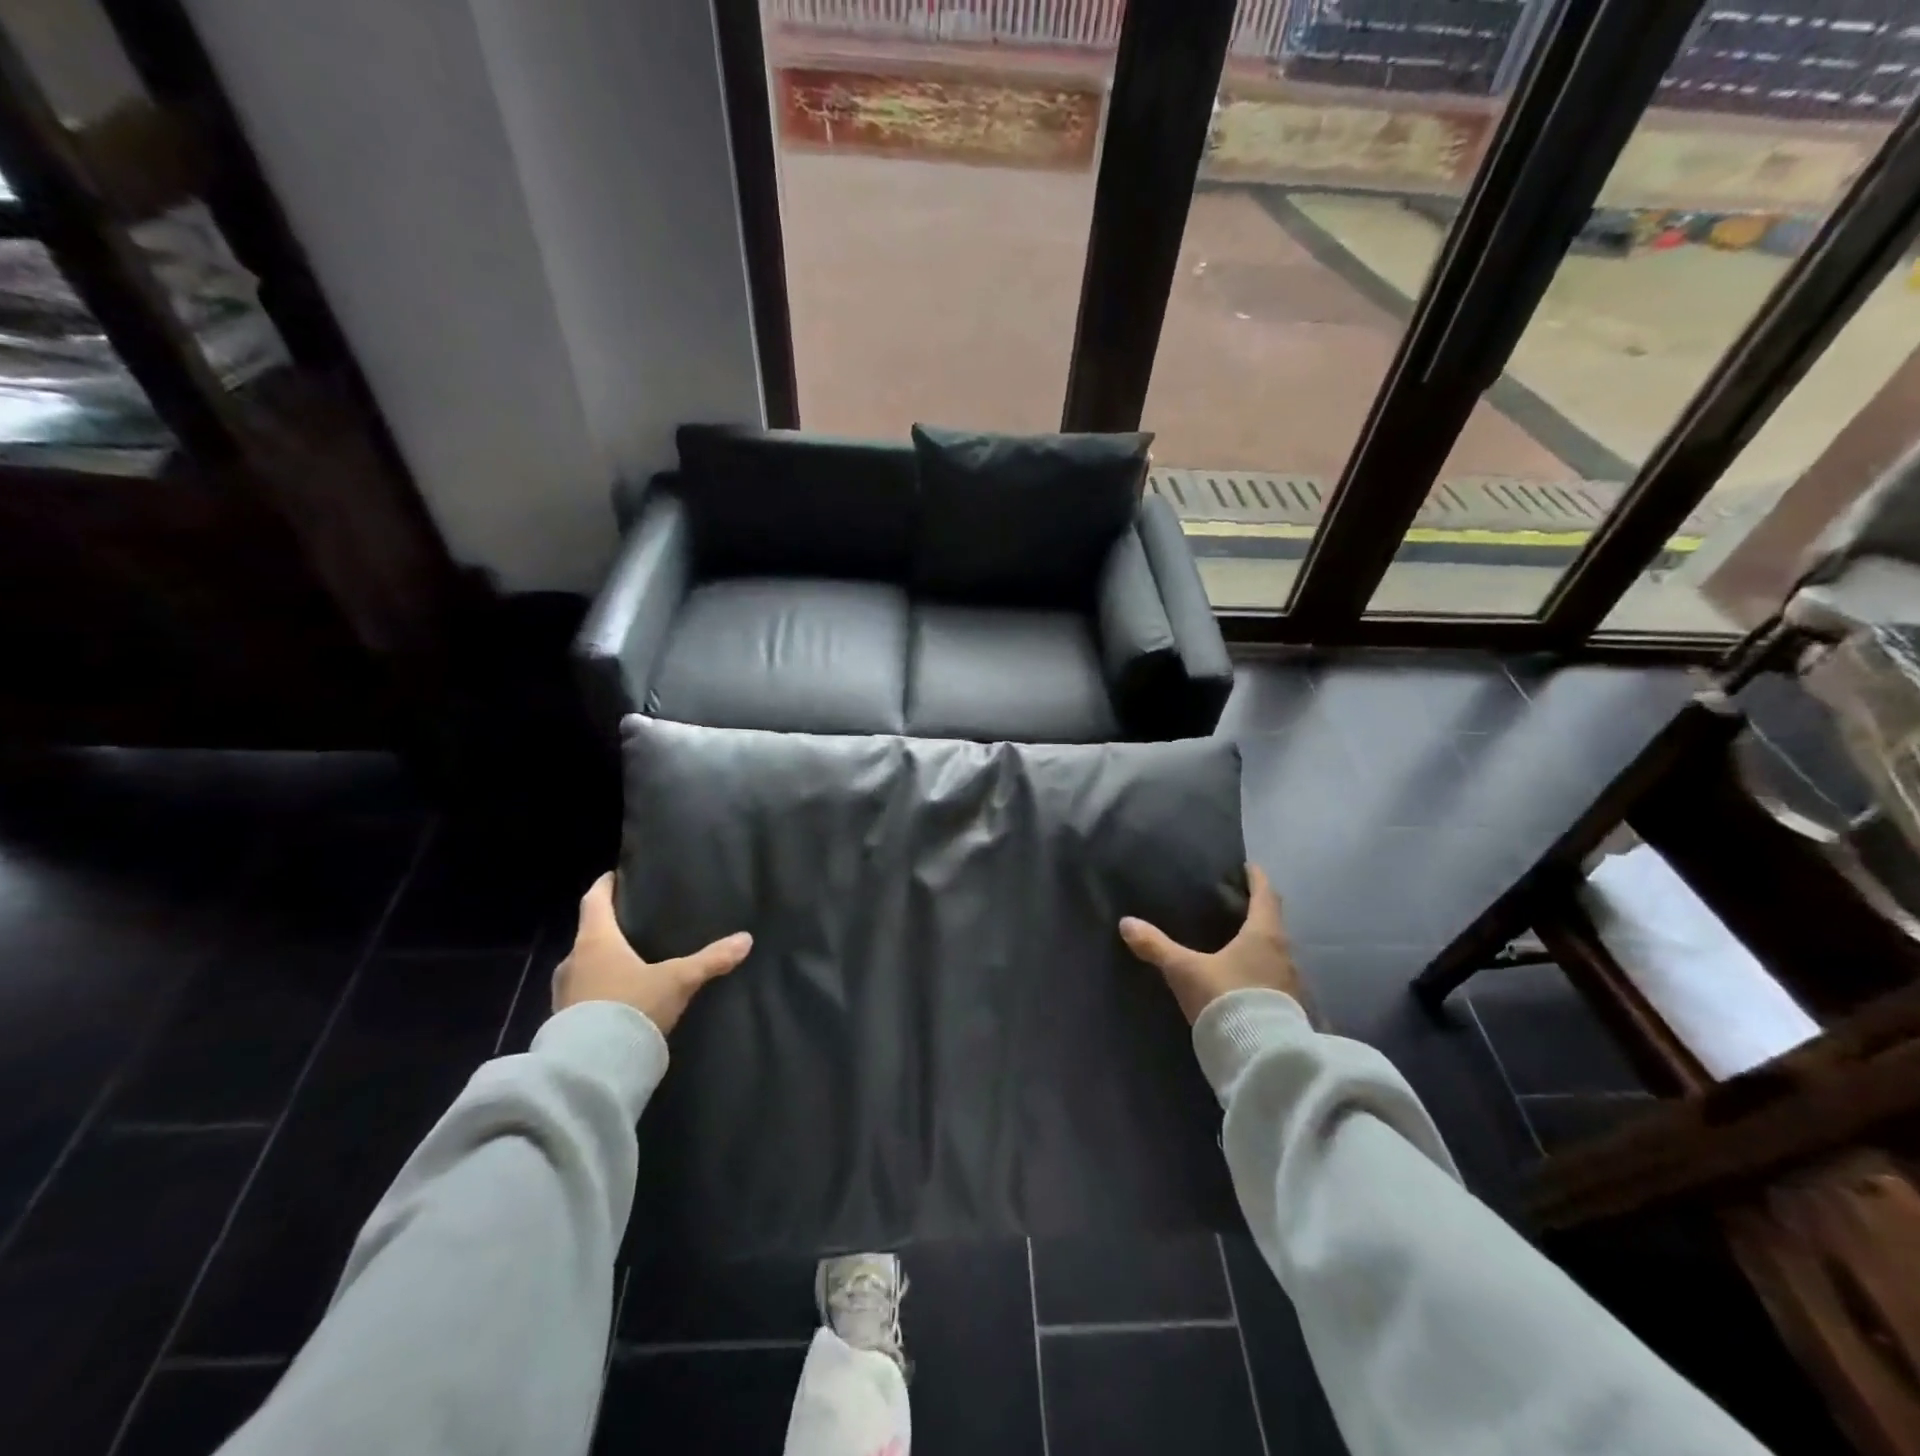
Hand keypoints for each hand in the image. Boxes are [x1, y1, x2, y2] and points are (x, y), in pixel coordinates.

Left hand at [553, 873, 751, 1033]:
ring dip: (600, 963)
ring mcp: (563, 993)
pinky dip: (596, 991)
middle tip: (633, 926)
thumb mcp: (678, 980)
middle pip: (589, 934)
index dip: (604, 885)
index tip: (614, 876)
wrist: (591, 1069)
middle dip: (608, 929)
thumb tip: (746, 939)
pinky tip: (617, 1000)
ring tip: (628, 964)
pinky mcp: (561, 1022)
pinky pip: (580, 995)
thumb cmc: (631, 1007)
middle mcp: (572, 961)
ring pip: (583, 966)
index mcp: (595, 940)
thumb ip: (711, 959)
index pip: (594, 900)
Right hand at [1118, 865, 1303, 1024]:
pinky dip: (1261, 970)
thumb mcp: (1184, 970)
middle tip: (1236, 905)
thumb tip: (1126, 923)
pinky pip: (1276, 977)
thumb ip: (1156, 946)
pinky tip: (1243, 978)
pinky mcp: (1290, 1008)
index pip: (1266, 895)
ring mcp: (1291, 983)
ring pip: (1276, 952)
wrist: (1261, 1057)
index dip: (1257, 879)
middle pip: (1273, 923)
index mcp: (1264, 934)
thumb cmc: (1226, 998)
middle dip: (1257, 912)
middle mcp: (1285, 953)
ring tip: (1236, 942)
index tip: (1249, 868)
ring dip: (1260, 944)